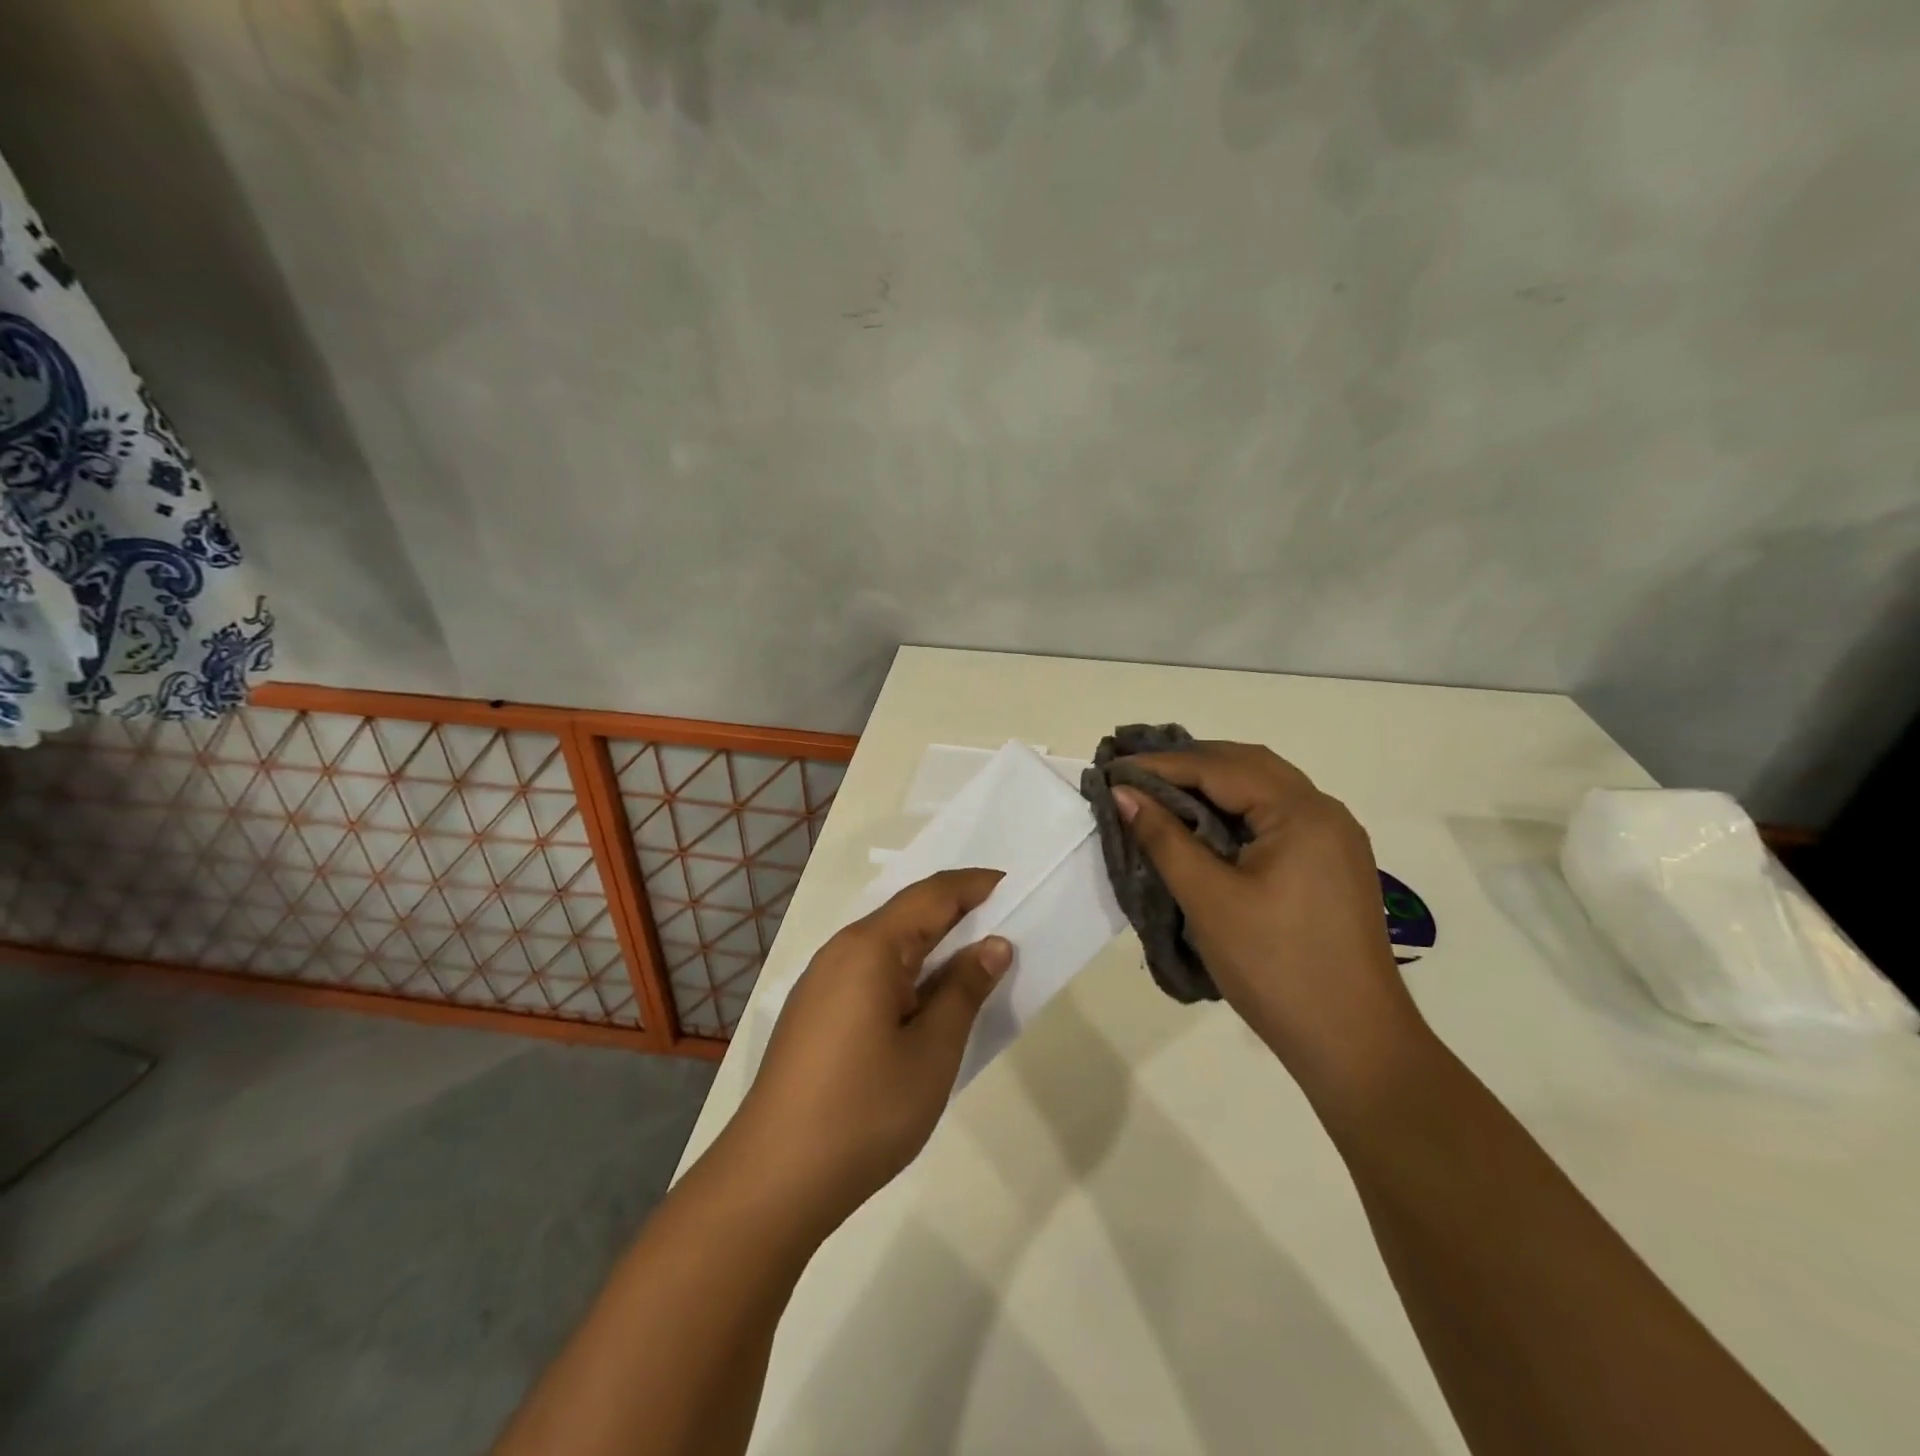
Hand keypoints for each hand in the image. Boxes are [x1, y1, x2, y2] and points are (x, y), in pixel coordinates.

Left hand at [730, 868, 1011, 1232]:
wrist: (773, 1180)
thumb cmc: (864, 1110)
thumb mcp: (932, 1051)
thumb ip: (964, 990)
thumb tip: (993, 945)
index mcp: (870, 947)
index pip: (932, 895)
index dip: (975, 886)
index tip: (1015, 886)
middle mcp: (841, 951)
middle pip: (907, 914)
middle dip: (957, 912)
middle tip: (1006, 920)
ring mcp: (822, 983)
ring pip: (888, 945)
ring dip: (932, 945)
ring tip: (974, 959)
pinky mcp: (815, 1013)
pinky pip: (870, 972)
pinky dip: (908, 972)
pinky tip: (926, 1000)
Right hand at [1114, 742, 1427, 1099]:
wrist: (1354, 1043)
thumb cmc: (1275, 968)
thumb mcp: (1209, 900)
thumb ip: (1164, 838)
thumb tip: (1123, 794)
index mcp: (1301, 813)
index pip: (1220, 768)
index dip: (1161, 765)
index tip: (1113, 769)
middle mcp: (1324, 812)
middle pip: (1248, 765)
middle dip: (1189, 763)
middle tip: (1135, 774)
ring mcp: (1334, 839)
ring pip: (1264, 789)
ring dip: (1213, 783)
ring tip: (1161, 792)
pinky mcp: (1332, 864)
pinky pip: (1277, 816)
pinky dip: (1236, 809)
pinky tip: (1206, 825)